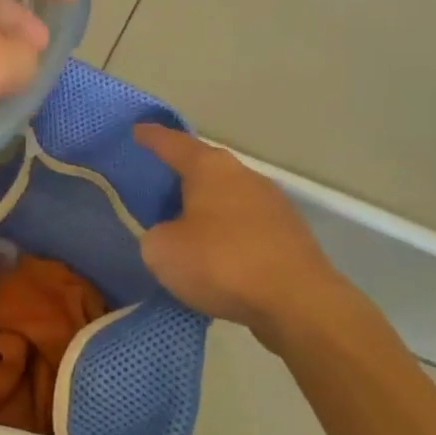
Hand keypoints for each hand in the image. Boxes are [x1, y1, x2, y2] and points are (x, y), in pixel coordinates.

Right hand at [134, 125, 357, 350]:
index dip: (151, 137)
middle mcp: (243, 175)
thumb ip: (155, 235)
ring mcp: (272, 204)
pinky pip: (245, 225)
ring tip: (183, 224)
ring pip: (227, 196)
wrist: (299, 304)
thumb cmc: (221, 263)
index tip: (136, 130)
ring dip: (205, 206)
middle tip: (155, 183)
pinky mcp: (289, 235)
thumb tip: (170, 236)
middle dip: (180, 174)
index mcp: (209, 168)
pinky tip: (215, 254)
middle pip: (204, 167)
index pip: (172, 143)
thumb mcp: (162, 250)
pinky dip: (226, 233)